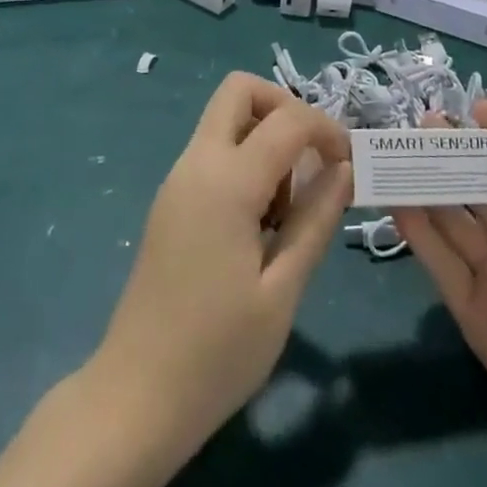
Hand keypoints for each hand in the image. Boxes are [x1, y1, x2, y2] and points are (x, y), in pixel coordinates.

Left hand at [92, 73, 353, 472]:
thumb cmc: (217, 352)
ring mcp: (178, 178)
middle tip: (312, 159)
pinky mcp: (171, 199)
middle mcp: (197, 162)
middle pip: (240, 90)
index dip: (327, 129)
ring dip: (264, 135)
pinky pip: (214, 150)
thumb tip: (344, 167)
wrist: (136, 396)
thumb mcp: (283, 290)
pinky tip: (260, 222)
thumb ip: (316, 219)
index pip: (287, 119)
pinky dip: (244, 159)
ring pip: (225, 118)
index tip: (350, 165)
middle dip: (285, 108)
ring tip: (287, 208)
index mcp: (226, 180)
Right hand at [395, 100, 486, 486]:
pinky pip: (441, 265)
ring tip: (403, 149)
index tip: (477, 107)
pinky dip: (419, 234)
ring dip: (429, 185)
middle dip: (456, 153)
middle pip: (481, 188)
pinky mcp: (472, 311)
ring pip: (454, 220)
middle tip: (428, 121)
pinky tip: (400, 203)